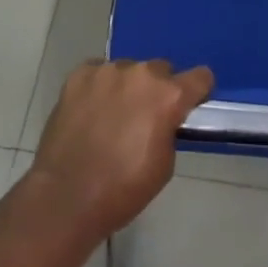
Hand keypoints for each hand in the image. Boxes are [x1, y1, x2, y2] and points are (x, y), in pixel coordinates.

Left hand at [26, 58, 214, 241]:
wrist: (66, 197)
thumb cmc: (123, 189)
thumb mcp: (165, 164)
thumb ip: (169, 129)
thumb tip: (164, 119)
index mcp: (168, 96)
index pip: (201, 77)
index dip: (198, 91)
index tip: (189, 105)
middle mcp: (141, 74)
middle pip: (161, 70)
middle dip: (158, 90)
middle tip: (144, 117)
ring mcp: (107, 71)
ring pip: (128, 70)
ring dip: (127, 87)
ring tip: (112, 116)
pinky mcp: (79, 75)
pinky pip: (98, 72)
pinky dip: (99, 87)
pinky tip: (90, 111)